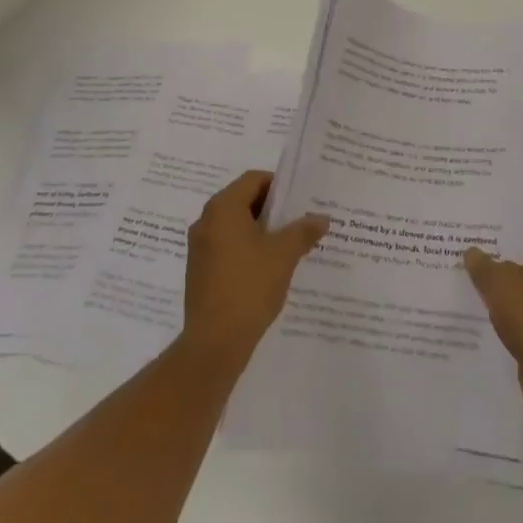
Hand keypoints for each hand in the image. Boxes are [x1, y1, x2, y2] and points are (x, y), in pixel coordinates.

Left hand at [181, 170, 329, 370]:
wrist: (214, 343)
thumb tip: (322, 218)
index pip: (254, 179)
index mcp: (223, 207)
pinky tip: (269, 269)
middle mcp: (206, 221)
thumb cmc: (249, 286)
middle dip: (273, 210)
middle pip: (243, 201)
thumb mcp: (284, 255)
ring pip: (236, 226)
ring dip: (261, 231)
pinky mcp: (199, 271)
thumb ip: (303, 231)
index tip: (301, 200)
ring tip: (289, 246)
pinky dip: (247, 249)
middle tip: (300, 221)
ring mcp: (199, 247)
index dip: (279, 186)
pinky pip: (227, 247)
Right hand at [465, 223, 522, 431]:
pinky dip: (511, 317)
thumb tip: (472, 252)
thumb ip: (483, 264)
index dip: (509, 225)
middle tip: (472, 251)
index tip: (483, 224)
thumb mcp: (499, 281)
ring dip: (507, 290)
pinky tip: (485, 315)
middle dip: (504, 258)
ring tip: (474, 282)